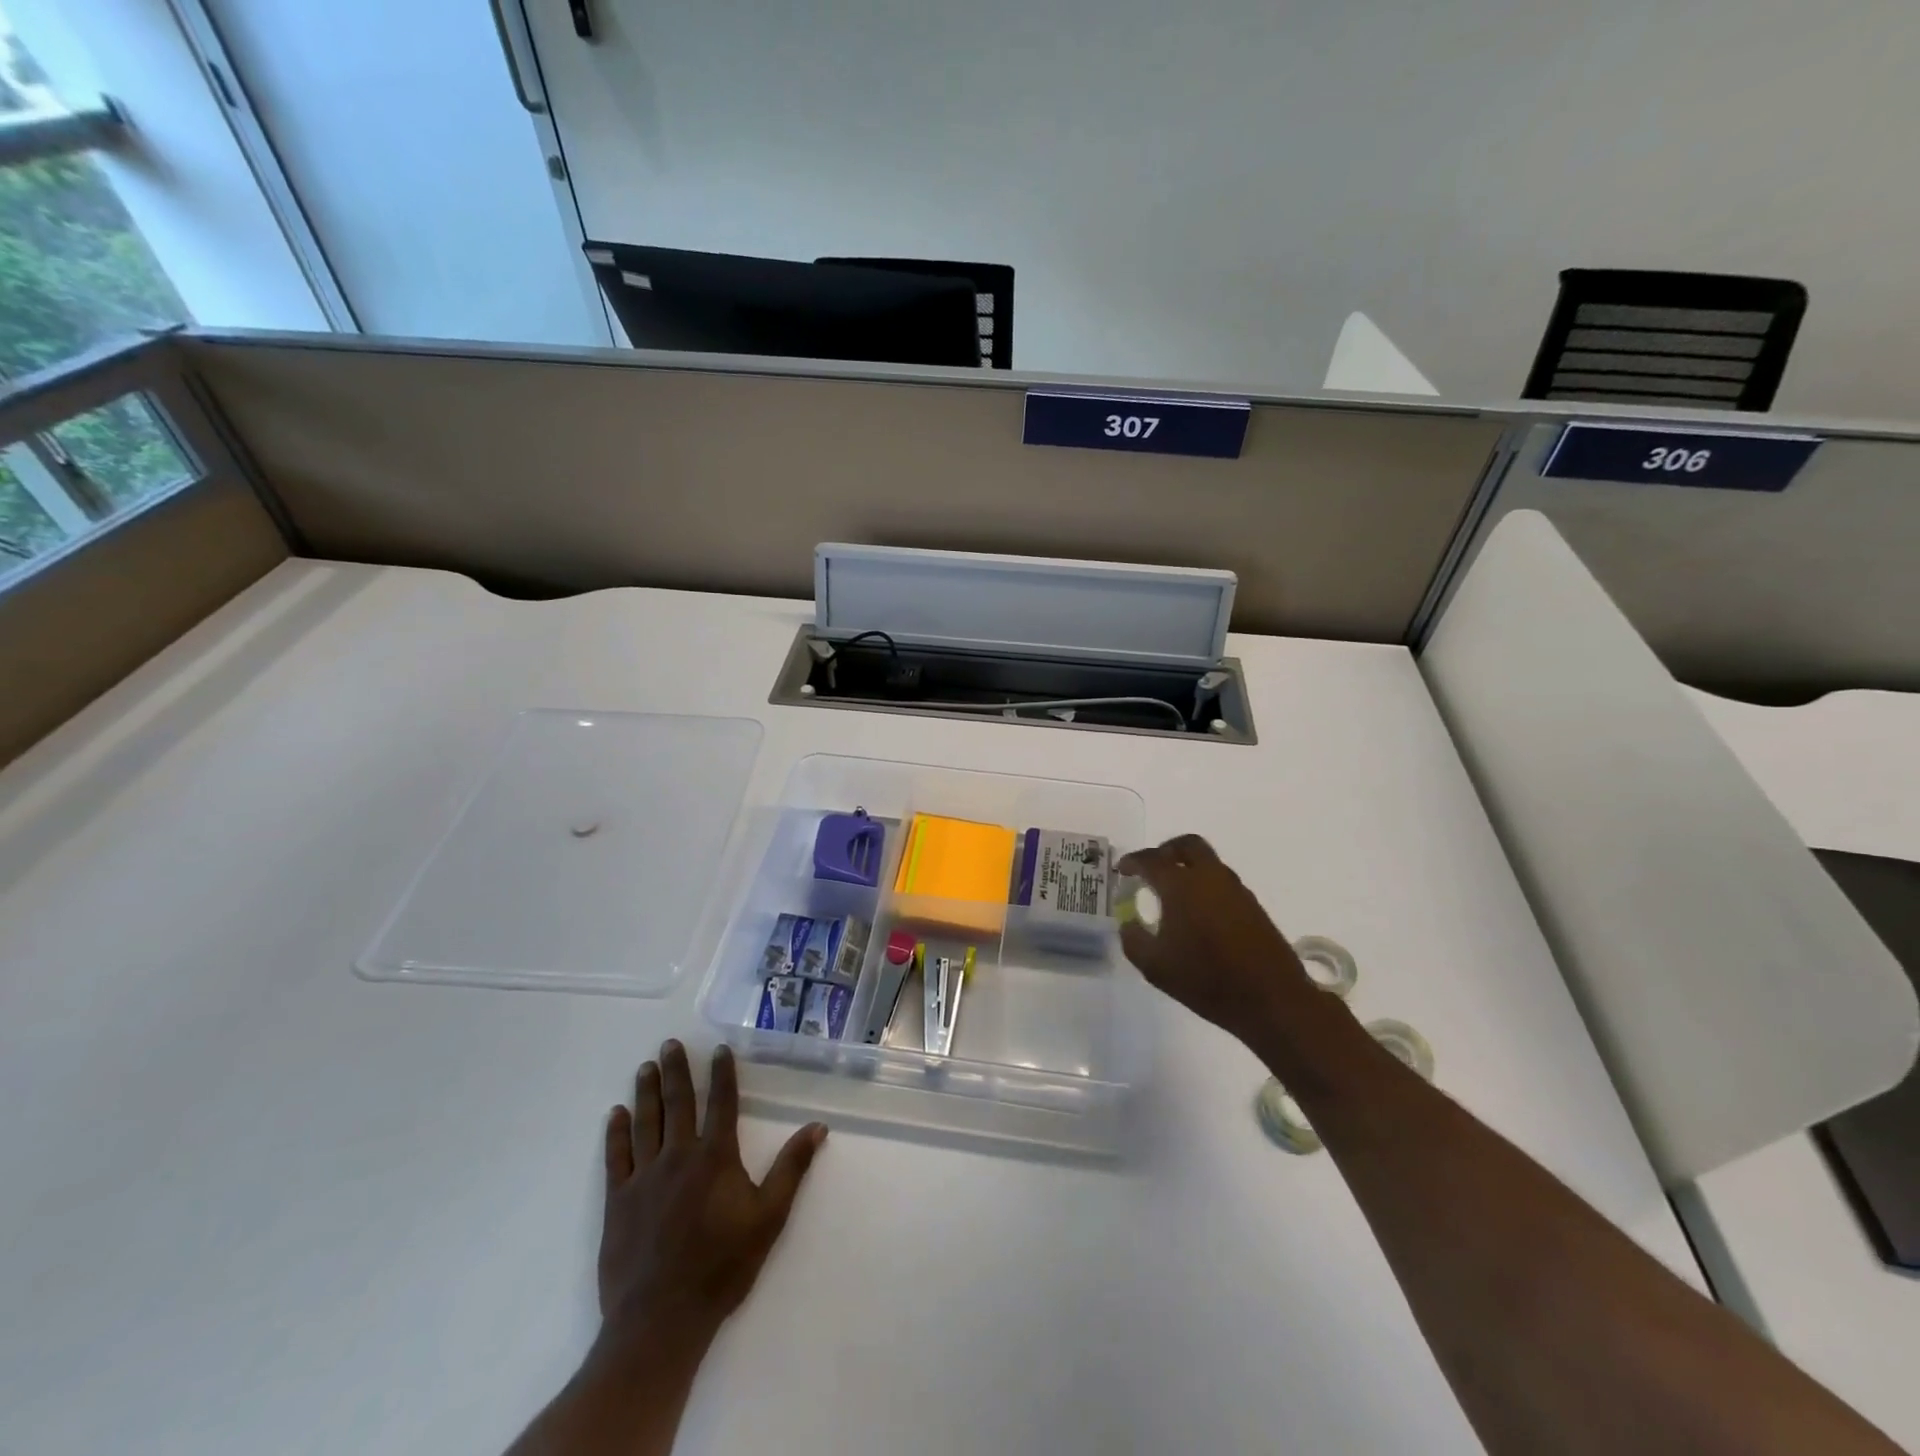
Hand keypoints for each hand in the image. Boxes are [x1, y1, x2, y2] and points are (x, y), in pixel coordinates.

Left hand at [596, 1040, 826, 1357]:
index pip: (721, 1103)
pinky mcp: (618, 1201)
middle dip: (676, 1071)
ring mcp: (644, 1177)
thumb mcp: (769, 1218)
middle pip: (678, 1103)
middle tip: (669, 1044)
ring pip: (646, 1122)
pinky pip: (617, 1157)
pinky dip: (616, 1133)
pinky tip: (616, 1114)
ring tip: (645, 1067)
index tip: (718, 1049)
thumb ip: (791, 1169)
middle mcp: (679, 1155)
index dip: (721, 1074)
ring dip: (647, 1092)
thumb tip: (818, 1127)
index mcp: (715, 1157)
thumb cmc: (722, 1266)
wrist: (661, 1319)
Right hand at [1117, 834, 1314, 1044]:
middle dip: (1166, 851)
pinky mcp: (1253, 905)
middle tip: (1152, 869)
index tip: (1122, 870)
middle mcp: (1209, 877)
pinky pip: (1222, 882)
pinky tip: (1198, 914)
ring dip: (1188, 868)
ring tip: (1174, 895)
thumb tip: (1129, 922)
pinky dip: (1205, 886)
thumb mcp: (1155, 966)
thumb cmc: (1207, 980)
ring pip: (1208, 862)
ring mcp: (1235, 889)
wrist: (1271, 1000)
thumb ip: (1134, 939)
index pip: (1151, 860)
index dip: (1132, 861)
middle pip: (1187, 845)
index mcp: (1181, 885)